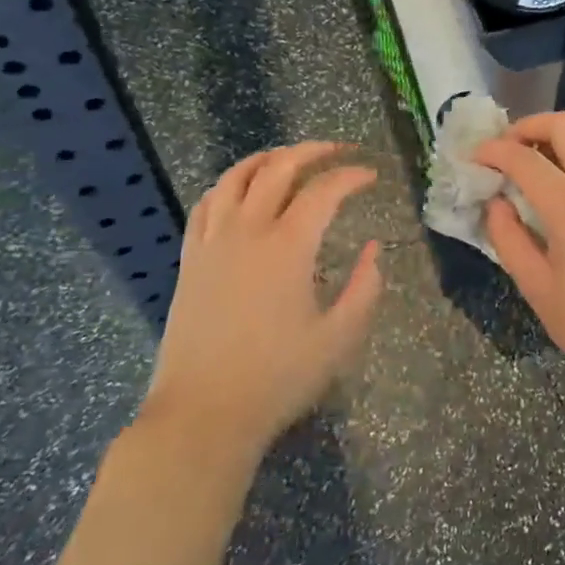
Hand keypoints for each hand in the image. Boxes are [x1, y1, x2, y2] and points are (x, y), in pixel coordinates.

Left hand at [141, 142, 382, 460]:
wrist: (203, 414)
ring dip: (266, 158)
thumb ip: (364, 288)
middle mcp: (248, 231)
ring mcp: (213, 242)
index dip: (351, 176)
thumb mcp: (339, 339)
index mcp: (288, 247)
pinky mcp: (190, 259)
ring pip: (236, 177)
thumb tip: (374, 249)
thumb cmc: (277, 378)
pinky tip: (238, 190)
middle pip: (279, 168)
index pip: (324, 191)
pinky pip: (205, 204)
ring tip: (288, 156)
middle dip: (312, 151)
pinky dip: (226, 185)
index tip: (370, 176)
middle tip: (337, 150)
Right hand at [475, 114, 564, 398]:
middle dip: (529, 126)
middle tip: (504, 146)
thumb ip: (508, 237)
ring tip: (532, 155)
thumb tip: (496, 203)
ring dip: (558, 132)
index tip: (474, 156)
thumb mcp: (536, 287)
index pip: (525, 159)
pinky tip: (560, 175)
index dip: (494, 151)